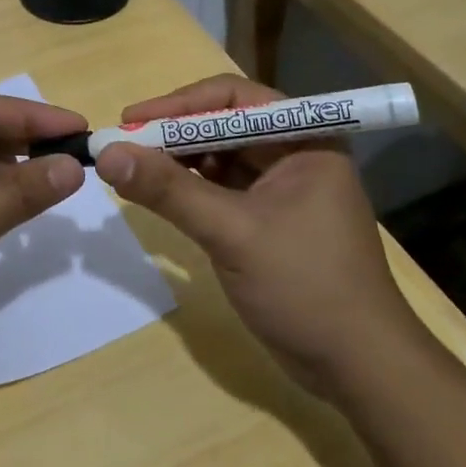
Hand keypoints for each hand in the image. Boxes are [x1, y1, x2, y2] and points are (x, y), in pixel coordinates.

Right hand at [92, 74, 417, 395]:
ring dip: (178, 161)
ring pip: (219, 156)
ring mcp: (282, 188)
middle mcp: (295, 153)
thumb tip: (106, 154)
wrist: (359, 369)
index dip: (180, 104)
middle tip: (123, 146)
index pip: (234, 98)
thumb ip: (169, 190)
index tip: (132, 120)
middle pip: (223, 124)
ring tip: (133, 169)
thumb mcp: (232, 232)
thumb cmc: (306, 286)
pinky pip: (221, 188)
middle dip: (174, 133)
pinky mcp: (269, 219)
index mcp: (304, 138)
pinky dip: (189, 188)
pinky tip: (159, 195)